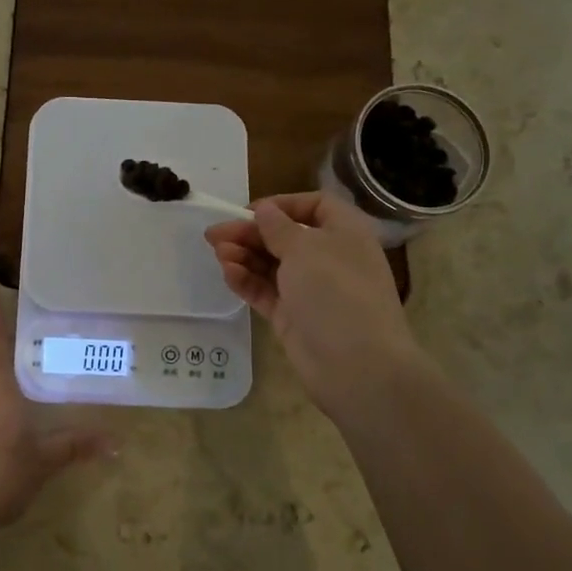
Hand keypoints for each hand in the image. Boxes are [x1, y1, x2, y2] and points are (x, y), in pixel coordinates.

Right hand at [205, 192, 431, 422]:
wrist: (356, 365)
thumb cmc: (336, 292)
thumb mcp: (305, 249)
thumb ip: (278, 227)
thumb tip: (265, 210)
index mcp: (345, 234)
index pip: (316, 206)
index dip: (283, 205)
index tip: (251, 211)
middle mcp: (330, 259)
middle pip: (286, 237)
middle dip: (251, 233)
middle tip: (214, 234)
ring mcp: (311, 291)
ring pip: (272, 265)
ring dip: (244, 255)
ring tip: (218, 253)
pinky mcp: (294, 317)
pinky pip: (267, 292)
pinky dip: (247, 281)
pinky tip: (228, 274)